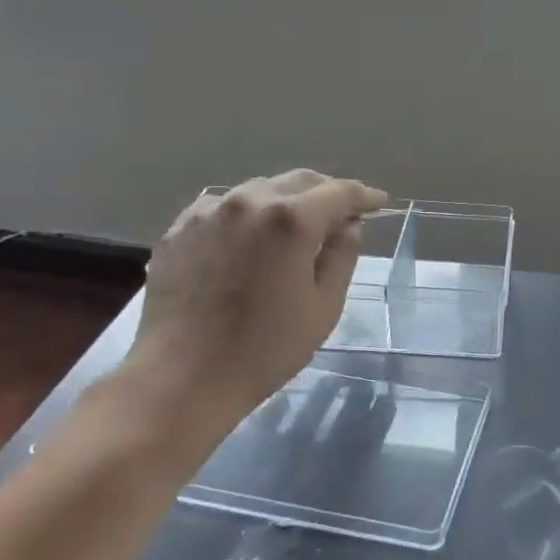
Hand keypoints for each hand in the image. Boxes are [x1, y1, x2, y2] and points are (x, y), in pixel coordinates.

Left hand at [124, 170, 387, 431]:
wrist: (183, 377)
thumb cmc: (266, 348)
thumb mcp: (324, 306)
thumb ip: (341, 256)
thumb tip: (348, 225)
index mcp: (290, 220)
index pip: (339, 193)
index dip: (364, 196)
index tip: (379, 202)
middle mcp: (248, 202)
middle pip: (299, 182)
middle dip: (326, 193)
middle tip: (344, 213)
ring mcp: (208, 212)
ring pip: (259, 190)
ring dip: (286, 201)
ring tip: (297, 226)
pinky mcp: (179, 229)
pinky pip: (223, 208)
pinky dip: (248, 215)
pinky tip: (251, 238)